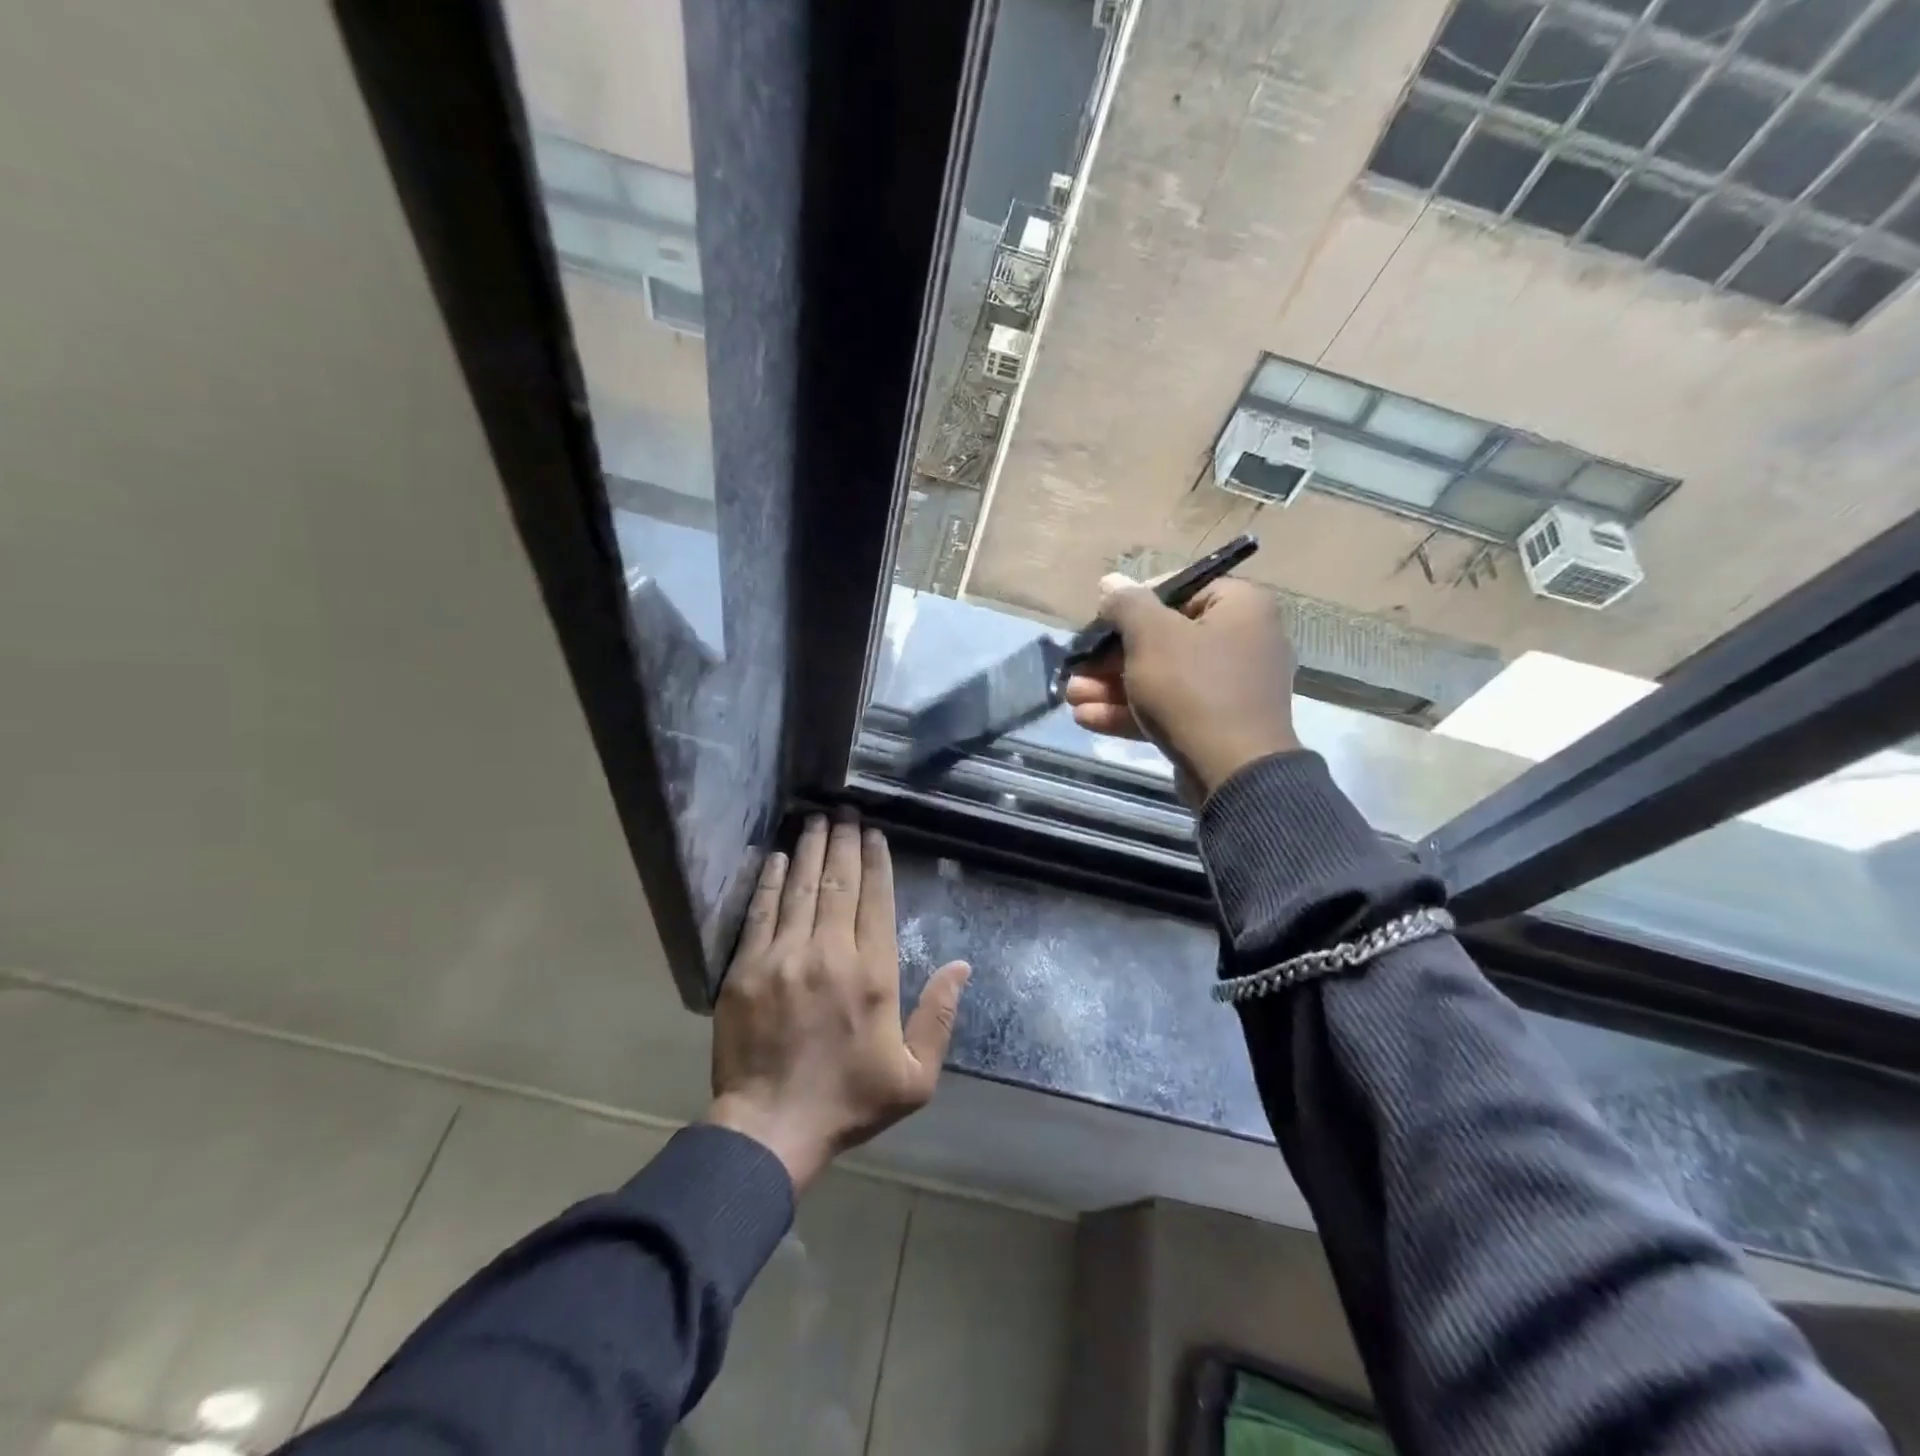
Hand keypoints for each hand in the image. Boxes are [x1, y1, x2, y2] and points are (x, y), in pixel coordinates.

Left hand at [704, 812, 970, 1192]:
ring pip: (802, 889)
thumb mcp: (914, 1077)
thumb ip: (939, 1017)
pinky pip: (761, 912)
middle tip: (847, 811)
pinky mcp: (747, 969)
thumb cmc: (848, 1102)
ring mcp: (784, 957)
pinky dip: (772, 880)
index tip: (875, 834)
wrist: (769, 1129)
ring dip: (813, 850)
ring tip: (818, 819)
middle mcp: (829, 954)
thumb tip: (962, 966)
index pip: (876, 901)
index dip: (876, 862)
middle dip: (845, 842)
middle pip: (839, 884)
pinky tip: (781, 857)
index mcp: (872, 975)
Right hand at [1063, 572, 1300, 805]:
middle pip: (1164, 638)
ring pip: (1161, 677)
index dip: (1133, 604)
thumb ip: (1127, 604)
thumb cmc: (1193, 688)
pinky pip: (1170, 707)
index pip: (1180, 590)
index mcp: (1240, 607)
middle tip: (1077, 668)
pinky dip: (1131, 711)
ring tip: (1071, 696)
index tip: (1101, 623)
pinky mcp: (1214, 724)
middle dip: (1111, 657)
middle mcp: (1242, 641)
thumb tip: (1111, 582)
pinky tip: (1087, 718)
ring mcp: (1229, 687)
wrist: (1233, 773)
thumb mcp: (1151, 636)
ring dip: (1112, 686)